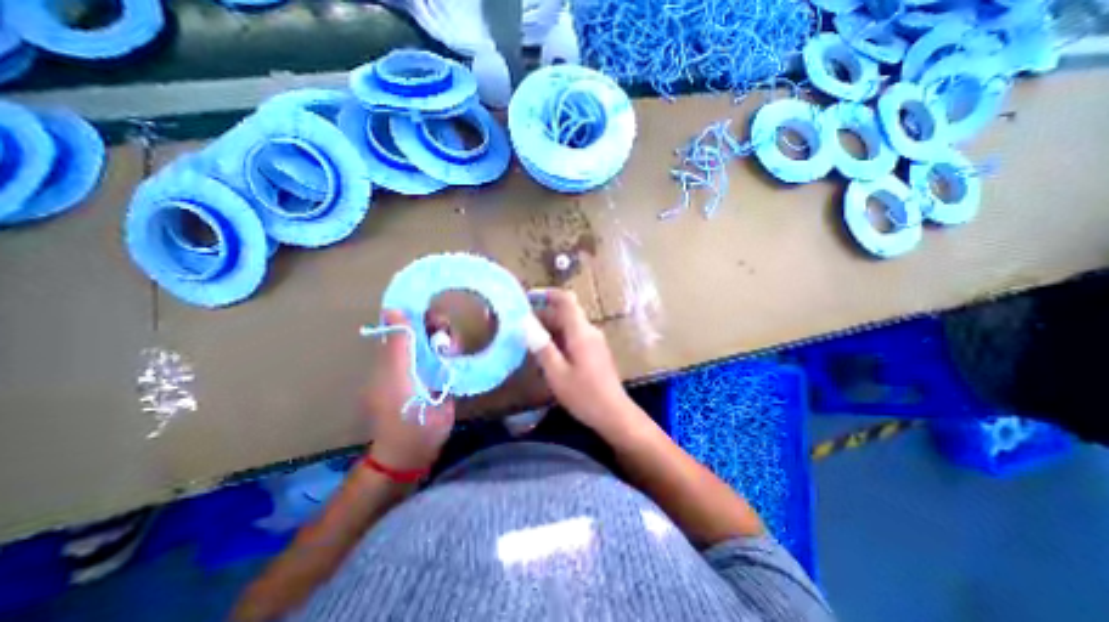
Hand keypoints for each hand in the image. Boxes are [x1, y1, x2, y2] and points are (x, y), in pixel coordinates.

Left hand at [359, 312, 453, 471]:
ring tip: (452, 350)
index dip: (416, 315)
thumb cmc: (402, 412)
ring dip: (447, 340)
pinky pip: (449, 357)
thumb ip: (399, 345)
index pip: (404, 326)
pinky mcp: (443, 378)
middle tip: (446, 335)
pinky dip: (454, 352)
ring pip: (439, 343)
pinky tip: (456, 355)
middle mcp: (408, 359)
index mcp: (391, 357)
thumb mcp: (397, 376)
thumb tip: (393, 309)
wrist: (418, 446)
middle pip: (424, 332)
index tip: (433, 313)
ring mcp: (427, 369)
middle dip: (436, 327)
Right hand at [526, 289, 647, 439]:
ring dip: (549, 328)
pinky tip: (546, 353)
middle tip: (520, 324)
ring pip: (569, 326)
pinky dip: (558, 339)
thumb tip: (525, 322)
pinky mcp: (595, 351)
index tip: (527, 297)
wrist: (614, 414)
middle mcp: (589, 331)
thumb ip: (542, 346)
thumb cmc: (584, 395)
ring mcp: (594, 341)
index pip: (565, 300)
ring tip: (528, 339)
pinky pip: (574, 336)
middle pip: (566, 313)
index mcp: (581, 331)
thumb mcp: (557, 373)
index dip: (546, 294)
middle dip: (543, 314)